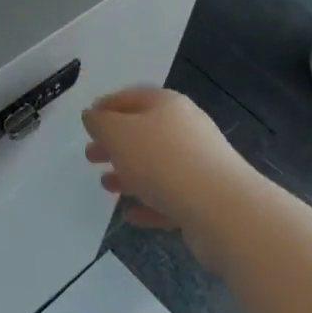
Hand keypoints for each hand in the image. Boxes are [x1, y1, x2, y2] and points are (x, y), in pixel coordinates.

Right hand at [83, 87, 246, 268]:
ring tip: (107, 186)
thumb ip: (100, 123)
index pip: (131, 97)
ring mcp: (198, 164)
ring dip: (129, 174)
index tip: (87, 122)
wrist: (224, 210)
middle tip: (91, 156)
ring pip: (156, 165)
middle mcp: (185, 129)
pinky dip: (149, 203)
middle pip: (143, 132)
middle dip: (115, 144)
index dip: (106, 107)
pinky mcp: (205, 198)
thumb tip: (92, 115)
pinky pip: (170, 197)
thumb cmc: (163, 161)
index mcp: (166, 105)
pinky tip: (131, 215)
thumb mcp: (118, 134)